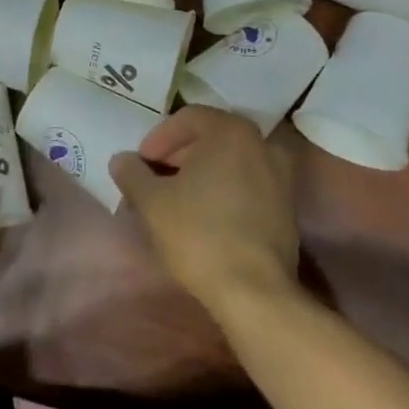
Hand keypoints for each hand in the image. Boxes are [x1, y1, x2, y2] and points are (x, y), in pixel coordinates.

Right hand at [111, 106, 298, 313]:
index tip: (141, 162)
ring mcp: (281, 177)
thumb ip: (132, 173)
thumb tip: (122, 160)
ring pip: (231, 163)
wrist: (255, 291)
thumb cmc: (199, 233)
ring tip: (176, 200)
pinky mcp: (287, 209)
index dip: (159, 137)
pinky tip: (204, 218)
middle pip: (212, 138)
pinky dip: (224, 191)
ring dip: (201, 174)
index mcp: (232, 131)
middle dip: (179, 155)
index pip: (188, 117)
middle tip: (154, 179)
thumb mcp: (152, 202)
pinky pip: (248, 186)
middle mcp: (263, 144)